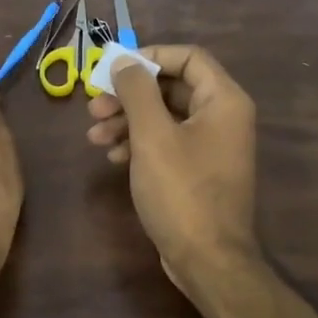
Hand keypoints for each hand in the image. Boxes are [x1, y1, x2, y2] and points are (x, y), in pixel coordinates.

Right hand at [86, 45, 257, 291]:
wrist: (207, 260)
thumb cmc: (181, 191)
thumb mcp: (152, 136)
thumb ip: (137, 91)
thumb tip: (123, 61)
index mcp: (223, 100)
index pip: (188, 56)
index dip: (148, 57)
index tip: (113, 70)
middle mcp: (223, 117)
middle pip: (171, 87)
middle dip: (129, 95)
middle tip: (94, 107)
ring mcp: (211, 145)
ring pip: (164, 116)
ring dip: (127, 120)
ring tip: (94, 136)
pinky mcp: (198, 170)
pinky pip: (167, 142)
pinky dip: (139, 143)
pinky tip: (113, 157)